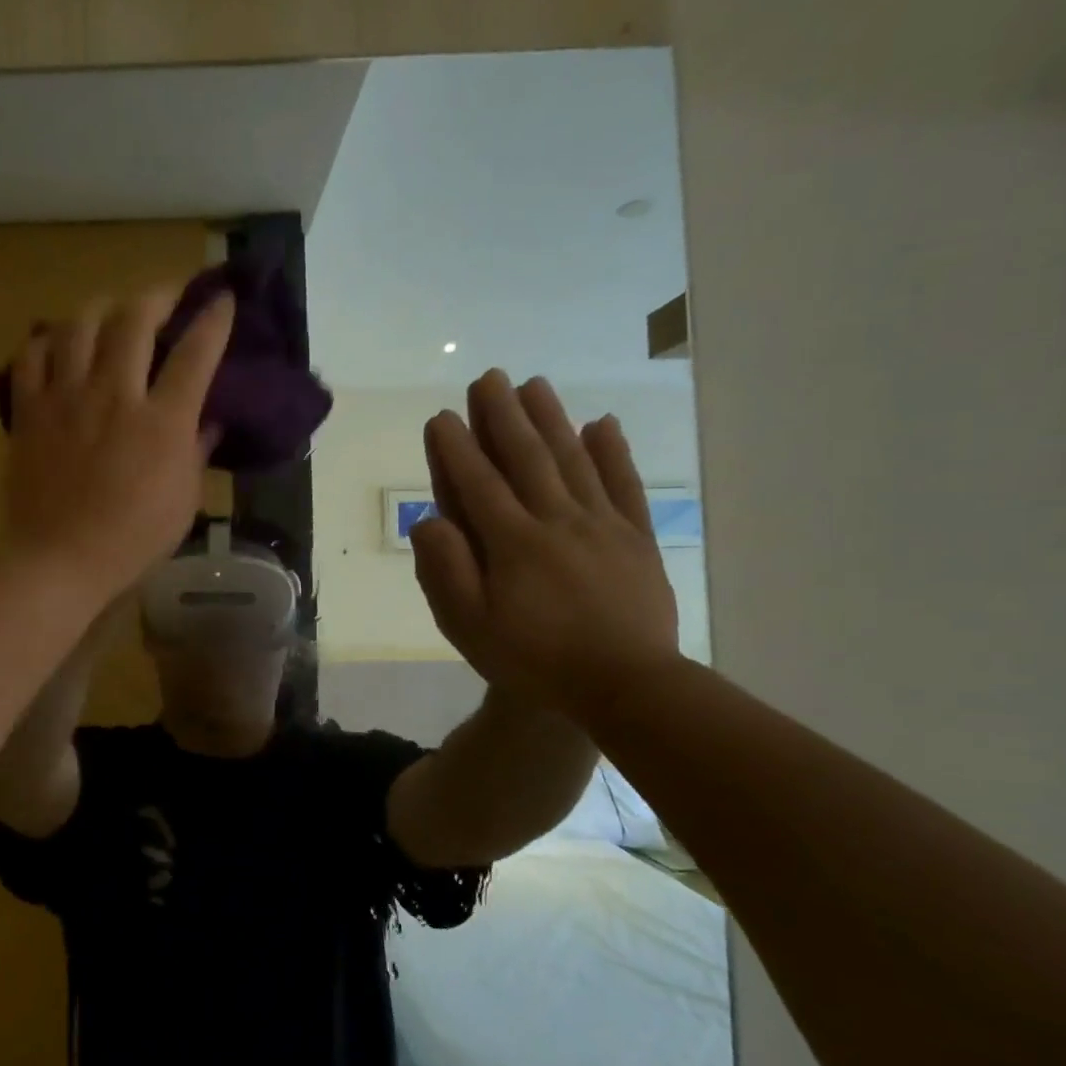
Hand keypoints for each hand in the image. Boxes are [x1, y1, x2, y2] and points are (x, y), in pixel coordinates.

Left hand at [3, 287, 233, 599]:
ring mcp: (66, 398)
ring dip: (101, 309)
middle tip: (165, 300)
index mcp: (161, 421)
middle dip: (157, 297)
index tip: (222, 299)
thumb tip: (208, 420)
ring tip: (110, 314)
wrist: (60, 560)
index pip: (195, 353)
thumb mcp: (183, 501)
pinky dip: (46, 341)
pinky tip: (57, 346)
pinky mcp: (29, 410)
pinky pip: (31, 356)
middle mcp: (114, 395)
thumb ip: (197, 452)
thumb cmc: (131, 539)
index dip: (213, 319)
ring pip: (80, 325)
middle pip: (134, 319)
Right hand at [410, 370, 680, 721]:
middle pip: (526, 458)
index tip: (442, 416)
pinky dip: (613, 452)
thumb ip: (446, 570)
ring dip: (551, 419)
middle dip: (503, 416)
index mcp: (512, 543)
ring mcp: (602, 526)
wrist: (627, 687)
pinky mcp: (637, 539)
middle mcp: (556, 521)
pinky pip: (624, 485)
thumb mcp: (470, 627)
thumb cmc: (535, 660)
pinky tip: (602, 424)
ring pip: (572, 460)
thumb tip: (428, 520)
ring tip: (534, 384)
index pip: (477, 484)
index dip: (456, 448)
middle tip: (489, 378)